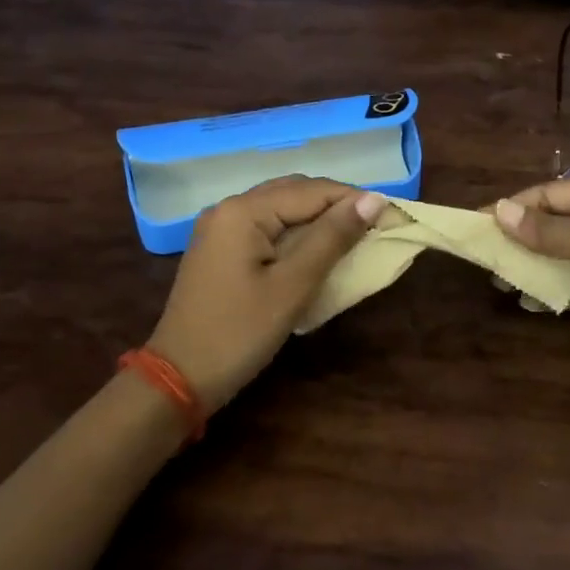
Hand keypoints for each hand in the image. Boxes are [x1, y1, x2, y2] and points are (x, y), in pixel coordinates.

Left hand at [149, 177, 383, 411]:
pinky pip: (265, 225)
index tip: (390, 217)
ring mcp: (220, 228)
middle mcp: (229, 207)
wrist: (178, 379)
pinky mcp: (219, 249)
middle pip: (294, 191)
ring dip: (316, 218)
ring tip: (351, 238)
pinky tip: (314, 250)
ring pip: (280, 207)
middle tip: (373, 228)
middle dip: (335, 205)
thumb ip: (332, 237)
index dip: (353, 200)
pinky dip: (294, 232)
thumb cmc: (239, 332)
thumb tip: (373, 199)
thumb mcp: (293, 285)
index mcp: (243, 210)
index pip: (311, 190)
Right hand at [492, 170, 569, 380]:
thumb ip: (549, 232)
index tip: (477, 226)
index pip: (551, 194)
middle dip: (523, 241)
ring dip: (539, 266)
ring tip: (504, 283)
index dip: (514, 209)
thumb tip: (498, 212)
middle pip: (559, 223)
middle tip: (487, 261)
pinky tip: (536, 302)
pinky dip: (562, 290)